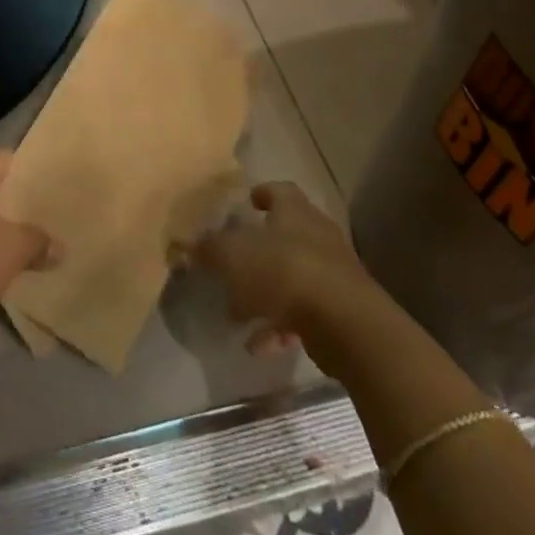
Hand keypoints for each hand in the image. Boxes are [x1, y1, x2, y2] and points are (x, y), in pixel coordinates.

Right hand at [191, 182, 373, 375]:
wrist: (346, 324)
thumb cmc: (285, 272)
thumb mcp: (234, 255)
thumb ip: (210, 248)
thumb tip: (188, 243)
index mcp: (295, 211)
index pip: (280, 190)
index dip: (263, 193)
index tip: (248, 202)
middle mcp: (317, 235)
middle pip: (288, 233)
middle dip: (261, 246)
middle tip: (234, 258)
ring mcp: (332, 273)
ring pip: (293, 275)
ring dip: (266, 291)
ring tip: (237, 311)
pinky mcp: (340, 310)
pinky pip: (302, 312)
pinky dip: (279, 324)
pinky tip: (258, 345)